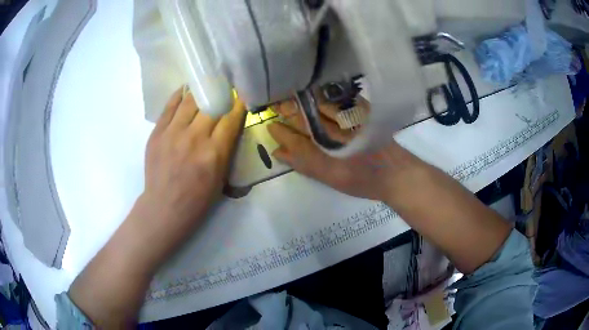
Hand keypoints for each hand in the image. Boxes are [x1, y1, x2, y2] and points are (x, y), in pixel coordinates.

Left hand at [141, 87, 245, 233]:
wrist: (164, 207)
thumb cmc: (197, 199)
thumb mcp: (221, 178)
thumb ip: (225, 149)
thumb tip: (228, 124)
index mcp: (214, 153)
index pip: (230, 118)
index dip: (237, 104)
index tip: (240, 95)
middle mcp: (194, 138)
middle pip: (211, 105)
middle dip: (220, 94)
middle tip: (224, 88)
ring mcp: (172, 133)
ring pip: (190, 101)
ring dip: (200, 92)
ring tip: (205, 84)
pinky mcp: (157, 133)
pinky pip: (169, 107)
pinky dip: (179, 96)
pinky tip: (185, 90)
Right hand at [268, 97, 411, 200]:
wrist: (396, 173)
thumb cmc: (363, 179)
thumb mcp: (331, 177)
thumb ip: (304, 164)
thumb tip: (278, 151)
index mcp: (326, 151)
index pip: (296, 138)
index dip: (281, 131)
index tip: (270, 126)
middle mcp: (336, 130)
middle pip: (306, 116)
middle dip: (289, 110)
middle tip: (276, 106)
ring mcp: (350, 118)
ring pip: (319, 104)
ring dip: (302, 100)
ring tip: (290, 98)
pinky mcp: (362, 110)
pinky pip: (338, 98)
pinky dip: (324, 95)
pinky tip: (316, 93)